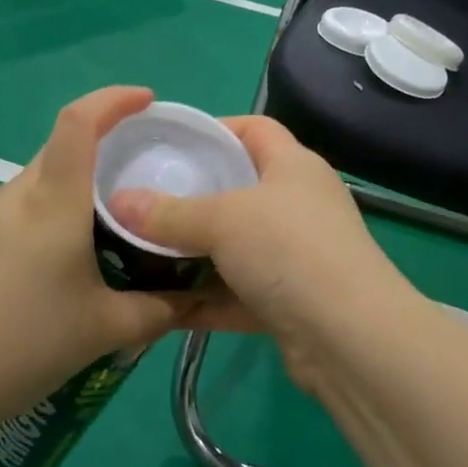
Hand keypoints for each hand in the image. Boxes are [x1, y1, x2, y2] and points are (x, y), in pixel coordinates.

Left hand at [0, 87, 192, 429]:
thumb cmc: (20, 345)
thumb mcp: (105, 330)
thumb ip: (160, 309)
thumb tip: (195, 299)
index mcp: (53, 202)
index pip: (79, 122)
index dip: (114, 99)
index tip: (149, 102)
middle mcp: (21, 195)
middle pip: (68, 146)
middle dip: (113, 143)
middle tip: (155, 170)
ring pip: (51, 177)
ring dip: (90, 182)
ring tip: (128, 215)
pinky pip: (34, 205)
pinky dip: (67, 209)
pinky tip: (86, 252)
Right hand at [105, 116, 415, 392]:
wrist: (349, 337)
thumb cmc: (289, 250)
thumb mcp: (224, 221)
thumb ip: (169, 212)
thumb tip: (118, 201)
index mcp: (294, 166)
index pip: (255, 129)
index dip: (215, 129)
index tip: (168, 144)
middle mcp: (298, 205)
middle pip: (240, 189)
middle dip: (193, 196)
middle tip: (143, 201)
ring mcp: (296, 256)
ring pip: (235, 246)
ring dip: (194, 254)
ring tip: (140, 252)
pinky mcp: (288, 302)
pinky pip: (236, 293)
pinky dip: (204, 299)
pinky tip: (160, 305)